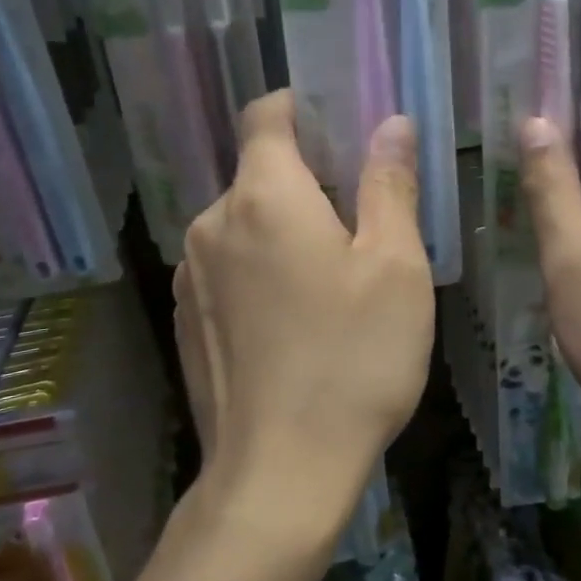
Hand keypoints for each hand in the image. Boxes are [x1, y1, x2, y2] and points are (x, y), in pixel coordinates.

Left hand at [174, 93, 432, 519]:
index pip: (265, 114)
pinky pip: (227, 267)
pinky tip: (296, 318)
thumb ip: (389, 184)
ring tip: (332, 274)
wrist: (279, 473)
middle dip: (306, 178)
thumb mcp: (394, 266)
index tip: (340, 126)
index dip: (301, 107)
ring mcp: (190, 275)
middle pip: (258, 172)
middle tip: (360, 217)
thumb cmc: (353, 359)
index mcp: (263, 195)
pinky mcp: (186, 319)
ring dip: (283, 227)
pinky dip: (260, 268)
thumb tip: (390, 123)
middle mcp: (212, 222)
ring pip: (243, 223)